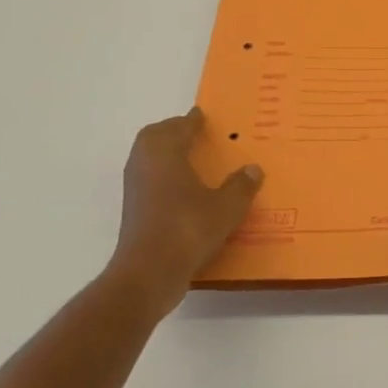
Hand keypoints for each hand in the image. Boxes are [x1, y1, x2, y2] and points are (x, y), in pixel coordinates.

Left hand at [106, 109, 262, 293]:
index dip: (192, 121)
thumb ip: (241, 186)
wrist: (149, 272)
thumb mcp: (226, 207)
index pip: (178, 127)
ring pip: (148, 159)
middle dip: (172, 132)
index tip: (202, 115)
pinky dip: (164, 176)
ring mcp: (135, 188)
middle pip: (154, 138)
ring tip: (191, 160)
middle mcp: (145, 164)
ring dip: (166, 154)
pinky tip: (184, 190)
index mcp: (166, 153)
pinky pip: (150, 180)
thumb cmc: (188, 229)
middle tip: (194, 134)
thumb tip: (253, 169)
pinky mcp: (134, 211)